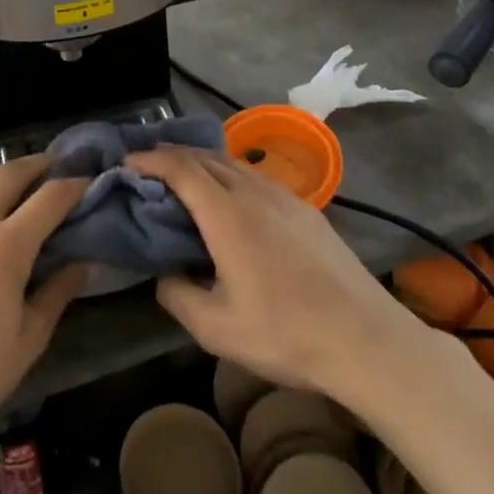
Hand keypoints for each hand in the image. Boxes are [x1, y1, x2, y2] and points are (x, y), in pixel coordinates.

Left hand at [0, 158, 87, 489]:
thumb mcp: (28, 339)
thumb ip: (58, 292)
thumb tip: (82, 262)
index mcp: (4, 248)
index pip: (48, 198)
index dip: (74, 186)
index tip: (90, 182)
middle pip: (8, 174)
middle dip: (38, 164)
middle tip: (58, 166)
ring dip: (5, 173)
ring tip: (25, 183)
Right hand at [132, 147, 419, 400]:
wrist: (366, 339)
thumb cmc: (285, 333)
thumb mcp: (216, 329)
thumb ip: (177, 295)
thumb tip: (164, 273)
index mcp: (226, 214)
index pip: (179, 168)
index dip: (149, 159)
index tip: (126, 162)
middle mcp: (253, 191)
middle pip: (204, 156)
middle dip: (171, 154)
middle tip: (147, 168)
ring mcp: (284, 196)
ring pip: (232, 163)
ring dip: (202, 162)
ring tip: (184, 178)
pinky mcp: (306, 209)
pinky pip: (256, 177)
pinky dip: (229, 175)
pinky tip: (232, 200)